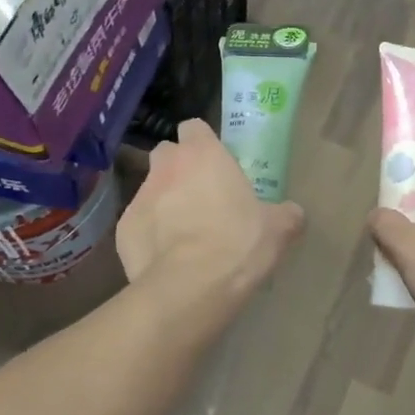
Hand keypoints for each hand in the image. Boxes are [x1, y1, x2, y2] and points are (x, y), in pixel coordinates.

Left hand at [117, 119, 303, 307]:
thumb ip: (285, 214)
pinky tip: (167, 258)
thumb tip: (292, 213)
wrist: (191, 287)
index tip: (216, 162)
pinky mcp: (122, 231)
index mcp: (204, 155)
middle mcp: (167, 167)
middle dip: (179, 168)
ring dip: (165, 203)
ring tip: (184, 234)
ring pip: (151, 190)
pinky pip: (138, 225)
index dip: (203, 142)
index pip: (194, 127)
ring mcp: (139, 197)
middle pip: (166, 154)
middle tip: (201, 195)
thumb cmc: (239, 243)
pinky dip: (150, 235)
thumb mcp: (278, 229)